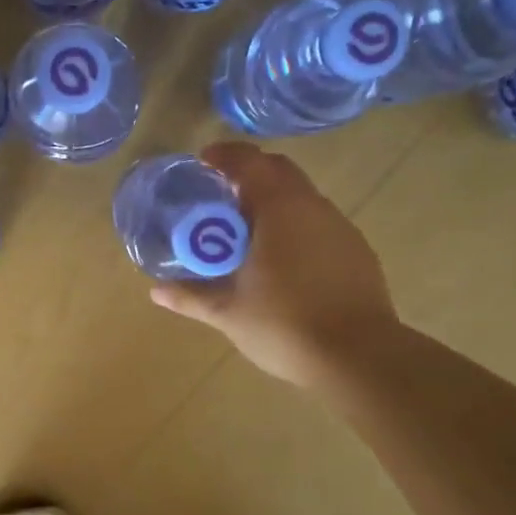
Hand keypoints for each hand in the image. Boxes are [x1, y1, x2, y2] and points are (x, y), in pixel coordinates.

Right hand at [151, 141, 398, 387]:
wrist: (360, 358)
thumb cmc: (285, 325)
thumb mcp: (227, 312)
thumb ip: (190, 296)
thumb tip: (156, 291)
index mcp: (280, 209)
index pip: (250, 162)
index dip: (223, 157)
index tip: (202, 163)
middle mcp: (314, 207)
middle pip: (279, 172)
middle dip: (248, 175)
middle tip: (220, 198)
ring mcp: (340, 228)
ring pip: (301, 198)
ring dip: (272, 203)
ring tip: (246, 233)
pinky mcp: (357, 252)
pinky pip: (318, 224)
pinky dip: (294, 227)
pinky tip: (281, 262)